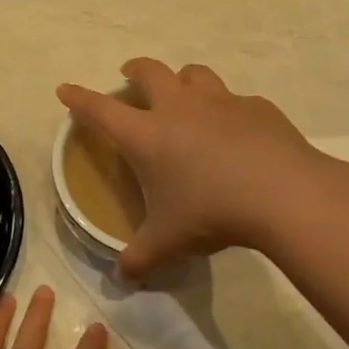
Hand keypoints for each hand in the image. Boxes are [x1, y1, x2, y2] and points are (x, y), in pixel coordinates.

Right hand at [58, 57, 344, 281]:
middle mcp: (178, 108)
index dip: (79, 98)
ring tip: (184, 94)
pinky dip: (228, 109)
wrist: (283, 194)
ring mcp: (220, 102)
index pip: (100, 110)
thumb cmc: (211, 212)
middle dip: (134, 70)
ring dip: (183, 79)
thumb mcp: (168, 242)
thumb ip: (139, 258)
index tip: (65, 89)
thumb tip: (122, 278)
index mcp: (146, 135)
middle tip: (129, 76)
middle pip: (149, 71)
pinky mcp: (256, 107)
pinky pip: (236, 99)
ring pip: (194, 74)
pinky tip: (238, 131)